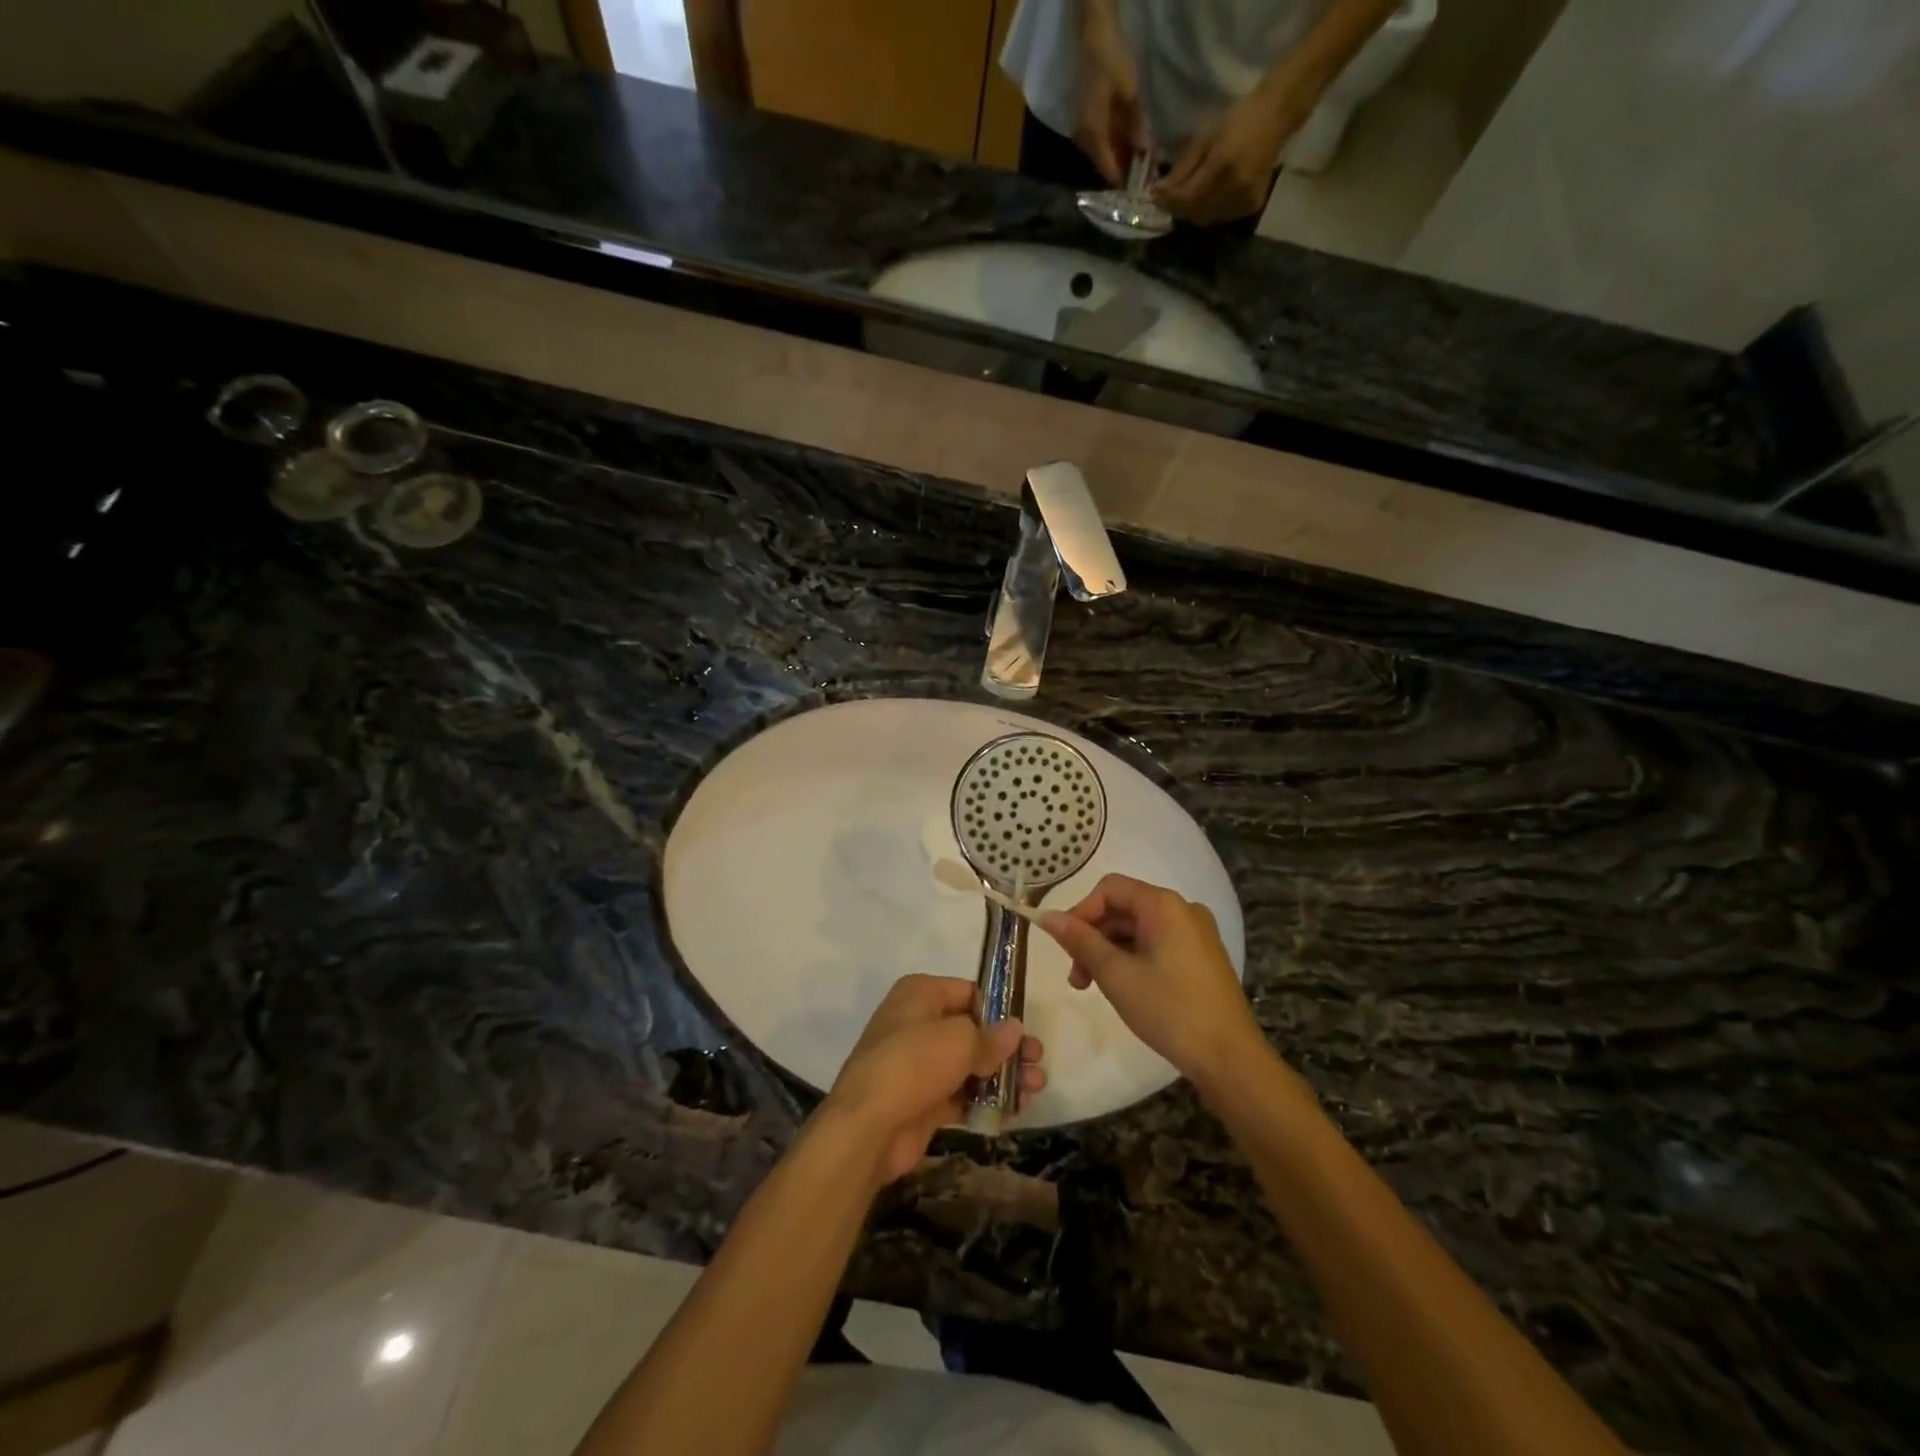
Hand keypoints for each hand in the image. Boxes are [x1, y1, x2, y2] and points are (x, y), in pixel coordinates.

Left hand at [823, 975, 1045, 1185]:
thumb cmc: (914, 1063)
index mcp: (920, 994)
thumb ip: (991, 1037)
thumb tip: (1014, 1030)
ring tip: (1035, 1089)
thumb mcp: (960, 1041)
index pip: (968, 992)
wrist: (868, 1127)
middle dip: (1006, 1047)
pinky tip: (1014, 1110)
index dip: (998, 1009)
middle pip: (971, 1030)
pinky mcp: (922, 1100)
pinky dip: (985, 1100)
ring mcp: (918, 1064)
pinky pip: (961, 1094)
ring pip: (969, 1065)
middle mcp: (917, 1023)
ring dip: (1002, 1076)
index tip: (1024, 1029)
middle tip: (1038, 1061)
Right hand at [1041, 875, 1265, 1087]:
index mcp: (1164, 905)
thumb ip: (1080, 941)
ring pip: (1138, 929)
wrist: (1230, 1058)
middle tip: (1076, 978)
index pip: (1109, 889)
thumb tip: (1046, 916)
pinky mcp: (1202, 956)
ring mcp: (1196, 933)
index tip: (1064, 945)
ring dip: (1110, 951)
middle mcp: (1183, 909)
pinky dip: (1133, 959)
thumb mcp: (1116, 975)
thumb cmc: (1170, 1010)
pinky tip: (1123, 988)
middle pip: (1123, 908)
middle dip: (1093, 937)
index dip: (1081, 911)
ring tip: (1093, 988)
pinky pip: (1157, 944)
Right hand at [1074, 3, 1144, 185]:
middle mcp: (1085, 142)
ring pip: (1107, 156)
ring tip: (1146, 164)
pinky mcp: (1090, 124)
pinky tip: (1136, 147)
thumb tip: (1146, 155)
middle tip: (1149, 178)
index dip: (1127, 183)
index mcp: (1092, 137)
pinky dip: (1120, 148)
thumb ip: (1136, 127)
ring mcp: (1086, 134)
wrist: (1094, 35)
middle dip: (1128, 173)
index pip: (1109, 172)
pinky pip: (1106, 144)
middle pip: (1107, 167)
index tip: (1144, 191)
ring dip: (1125, 160)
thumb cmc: (1111, 62)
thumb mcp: (1129, 95)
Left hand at [1154, 83, 1306, 223]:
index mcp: (1222, 165)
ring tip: (1186, 196)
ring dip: (1193, 211)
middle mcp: (1234, 188)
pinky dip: (1210, 211)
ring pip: (1207, 219)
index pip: (1187, 197)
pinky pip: (1221, 217)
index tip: (1154, 197)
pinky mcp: (1251, 206)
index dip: (1168, 201)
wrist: (1277, 115)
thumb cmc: (1238, 118)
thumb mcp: (1205, 137)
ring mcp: (1245, 200)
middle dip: (1178, 207)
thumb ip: (1183, 169)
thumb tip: (1159, 193)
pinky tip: (1208, 197)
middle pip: (1195, 212)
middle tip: (1167, 198)